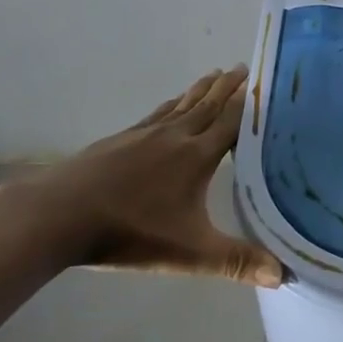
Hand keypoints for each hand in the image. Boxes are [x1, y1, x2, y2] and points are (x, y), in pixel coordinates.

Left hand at [0, 67, 282, 286]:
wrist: (58, 215)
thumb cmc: (130, 232)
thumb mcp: (189, 253)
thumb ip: (236, 262)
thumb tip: (284, 274)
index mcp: (197, 156)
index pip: (231, 122)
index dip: (248, 103)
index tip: (263, 82)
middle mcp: (175, 137)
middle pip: (207, 105)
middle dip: (227, 87)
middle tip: (242, 67)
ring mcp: (144, 134)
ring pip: (181, 105)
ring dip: (200, 89)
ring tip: (213, 74)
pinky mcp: (119, 140)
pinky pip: (156, 114)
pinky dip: (170, 104)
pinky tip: (169, 105)